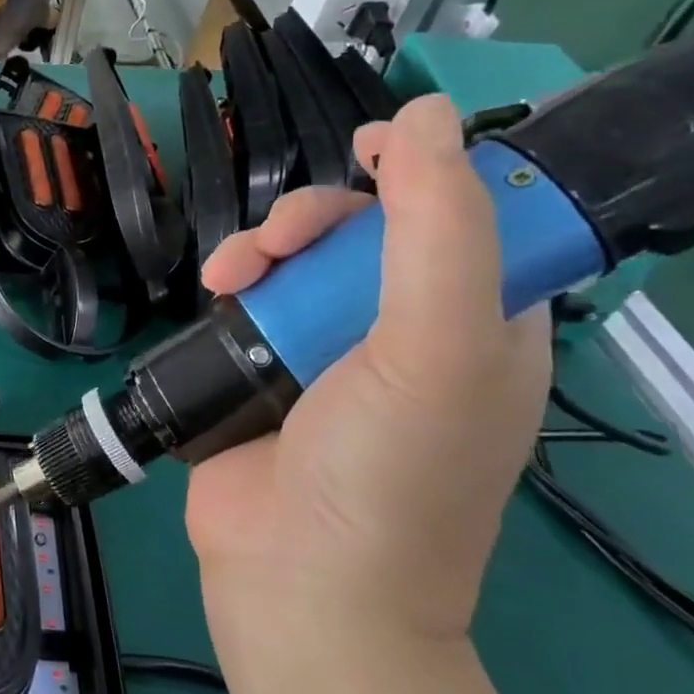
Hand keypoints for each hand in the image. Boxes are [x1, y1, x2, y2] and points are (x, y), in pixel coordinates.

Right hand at [186, 95, 550, 644]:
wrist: (297, 578)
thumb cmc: (388, 470)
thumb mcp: (437, 346)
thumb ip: (438, 228)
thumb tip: (419, 116)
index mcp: (480, 325)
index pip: (466, 219)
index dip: (422, 173)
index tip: (367, 149)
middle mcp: (406, 331)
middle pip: (364, 232)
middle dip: (316, 218)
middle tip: (277, 240)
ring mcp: (327, 350)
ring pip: (296, 259)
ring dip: (260, 247)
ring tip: (229, 273)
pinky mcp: (262, 366)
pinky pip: (250, 296)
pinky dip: (232, 281)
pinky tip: (213, 290)